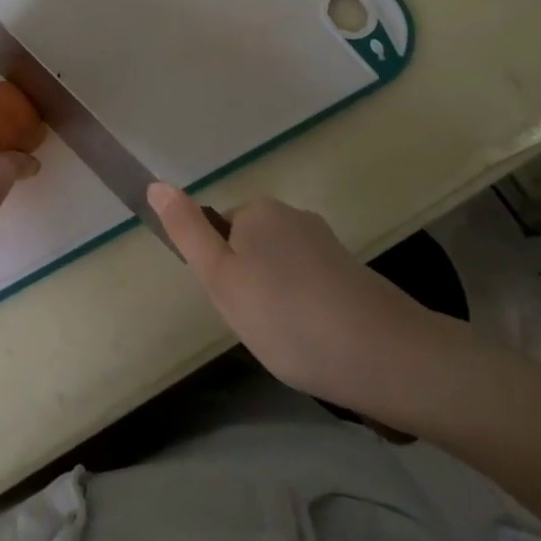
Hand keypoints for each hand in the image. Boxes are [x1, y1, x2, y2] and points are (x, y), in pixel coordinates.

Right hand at [149, 184, 475, 429]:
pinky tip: (318, 341)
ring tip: (292, 340)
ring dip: (279, 301)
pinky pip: (310, 285)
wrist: (385, 355)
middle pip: (250, 249)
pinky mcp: (353, 272)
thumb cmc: (286, 316)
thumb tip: (155, 184)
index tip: (237, 306)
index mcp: (258, 211)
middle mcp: (293, 216)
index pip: (219, 234)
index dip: (221, 273)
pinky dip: (307, 309)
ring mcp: (327, 243)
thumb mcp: (220, 278)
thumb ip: (187, 232)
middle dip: (249, 286)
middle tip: (260, 326)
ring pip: (280, 270)